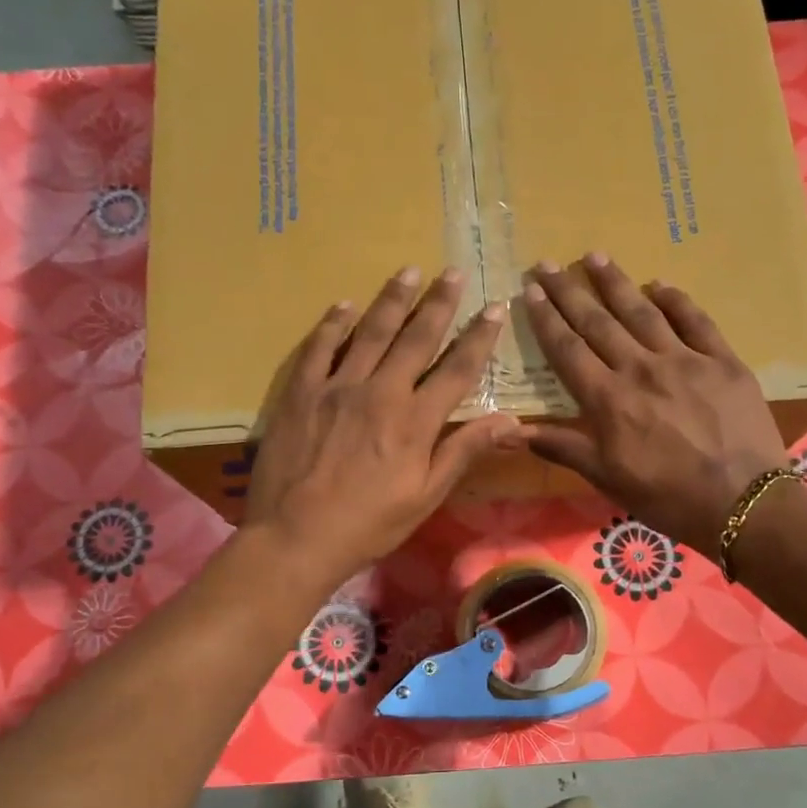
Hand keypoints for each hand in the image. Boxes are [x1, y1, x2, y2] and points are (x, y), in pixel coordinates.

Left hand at [245, 266, 520, 588]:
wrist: (296, 536)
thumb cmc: (369, 525)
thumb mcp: (426, 496)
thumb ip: (463, 452)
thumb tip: (511, 421)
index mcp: (415, 421)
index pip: (457, 369)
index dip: (479, 338)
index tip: (495, 309)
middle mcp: (380, 392)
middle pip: (416, 338)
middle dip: (439, 303)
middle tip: (453, 272)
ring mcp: (337, 387)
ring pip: (370, 331)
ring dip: (392, 299)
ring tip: (408, 271)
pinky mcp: (301, 392)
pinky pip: (320, 347)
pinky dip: (334, 323)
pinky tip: (345, 305)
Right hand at [522, 256, 789, 553]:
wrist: (742, 503)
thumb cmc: (667, 497)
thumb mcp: (608, 479)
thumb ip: (563, 447)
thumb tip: (510, 430)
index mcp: (609, 400)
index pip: (568, 350)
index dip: (546, 319)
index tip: (530, 291)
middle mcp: (641, 369)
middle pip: (598, 322)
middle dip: (569, 291)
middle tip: (547, 263)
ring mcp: (685, 360)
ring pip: (642, 312)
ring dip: (615, 283)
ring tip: (594, 256)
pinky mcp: (723, 361)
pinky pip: (695, 320)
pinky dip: (676, 300)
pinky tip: (660, 285)